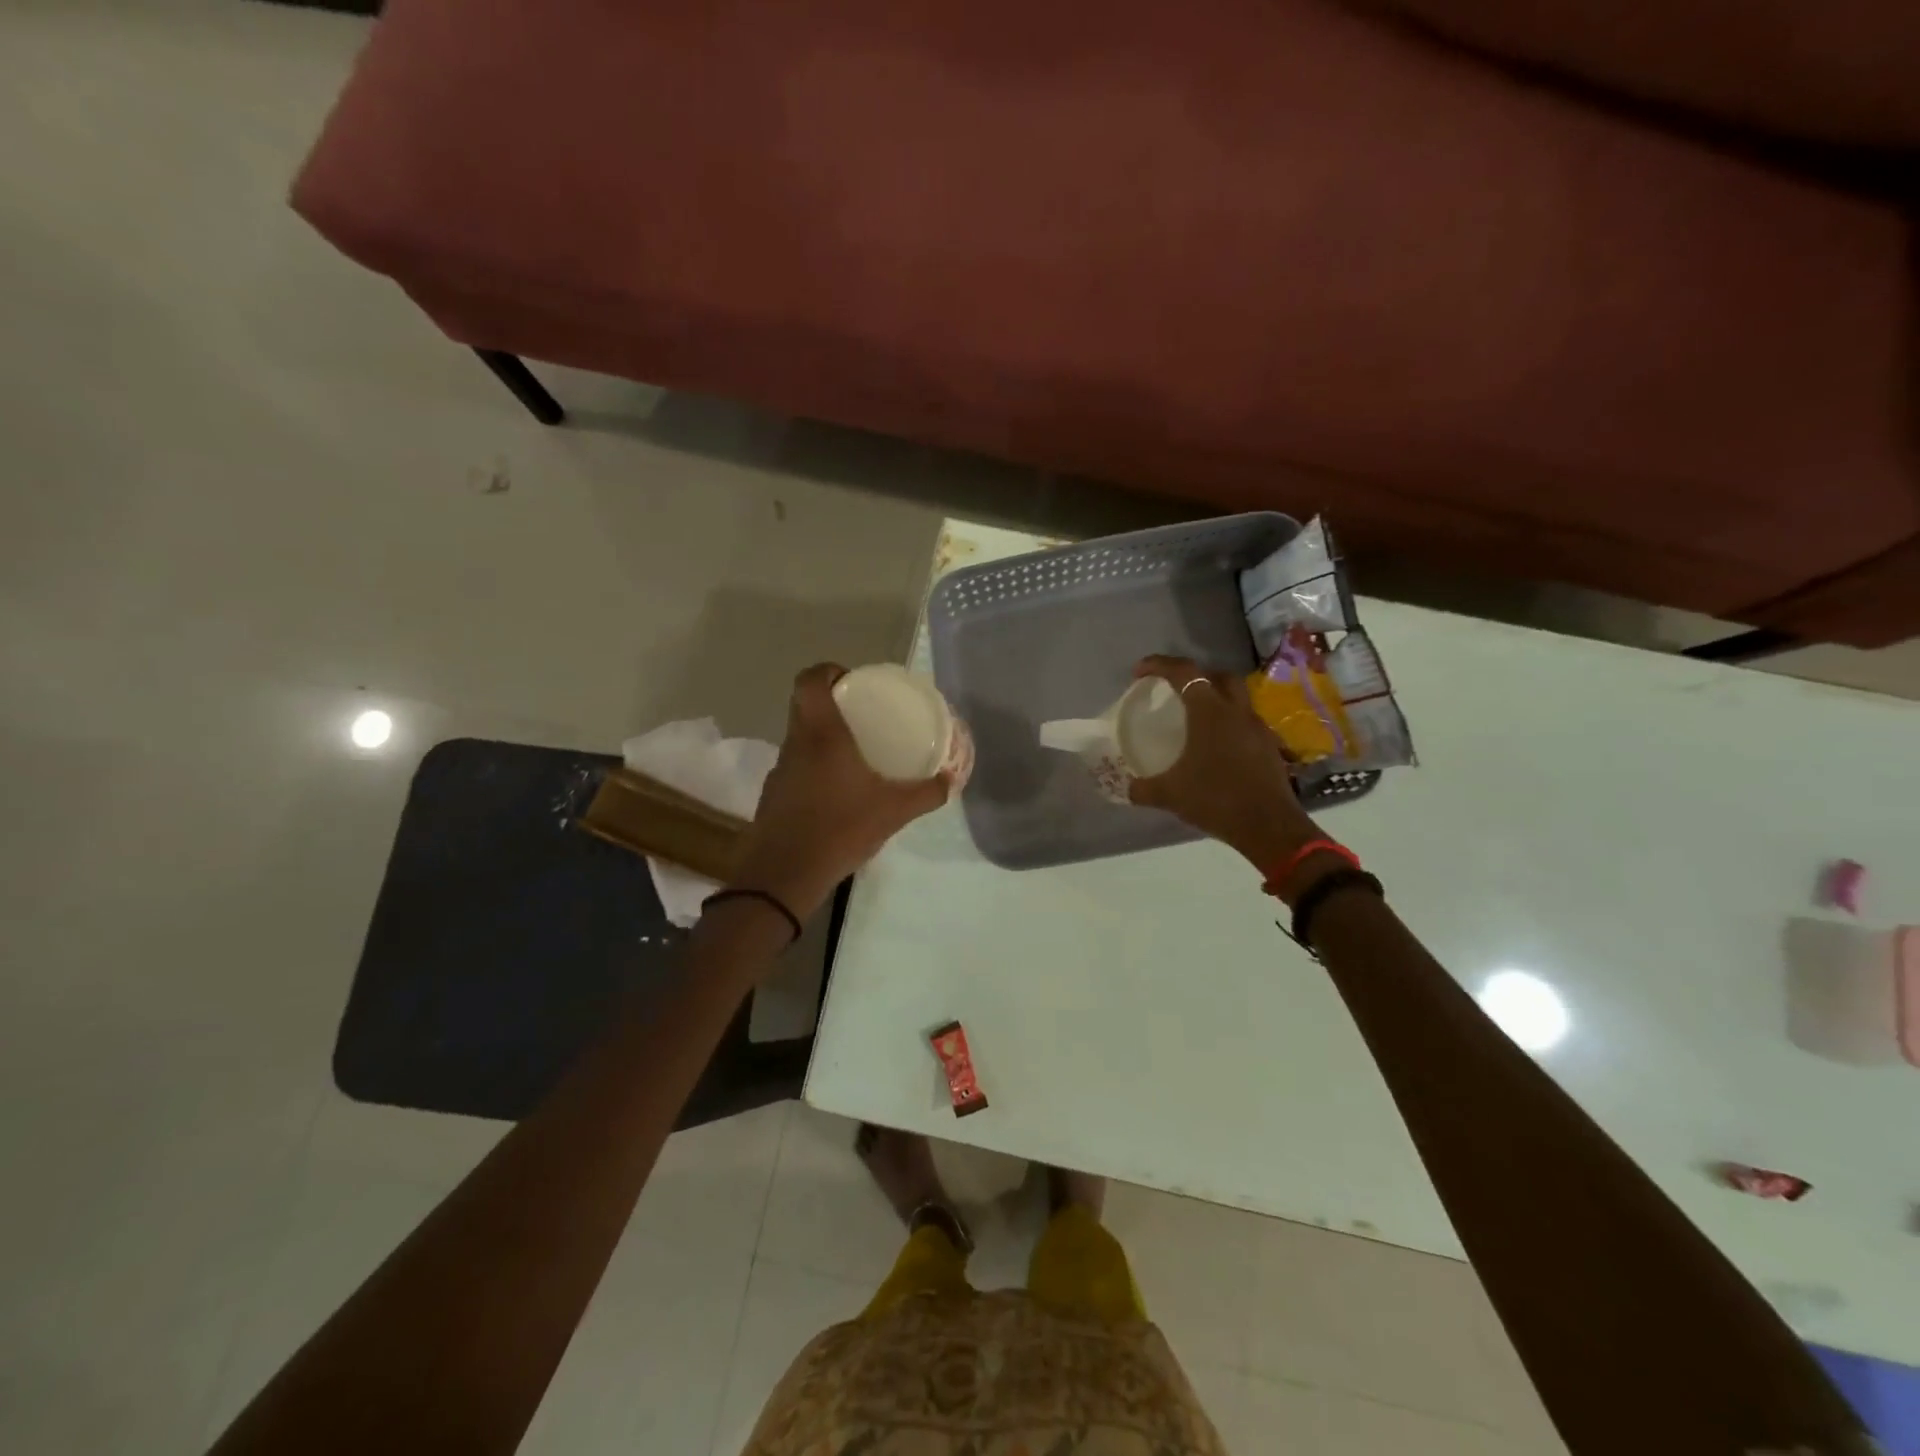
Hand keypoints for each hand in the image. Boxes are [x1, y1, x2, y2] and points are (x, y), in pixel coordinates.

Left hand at [730, 663, 951, 919]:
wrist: (784, 875)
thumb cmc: (840, 829)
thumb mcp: (894, 811)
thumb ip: (926, 793)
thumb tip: (951, 781)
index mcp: (822, 735)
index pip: (810, 680)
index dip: (828, 671)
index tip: (852, 681)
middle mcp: (796, 744)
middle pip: (804, 706)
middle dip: (831, 704)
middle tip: (862, 717)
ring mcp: (780, 770)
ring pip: (799, 738)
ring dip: (822, 739)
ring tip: (854, 756)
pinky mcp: (773, 795)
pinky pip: (796, 768)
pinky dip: (814, 769)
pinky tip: (836, 793)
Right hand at [1127, 654, 1320, 870]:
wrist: (1269, 827)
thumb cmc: (1216, 800)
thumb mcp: (1170, 795)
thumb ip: (1143, 789)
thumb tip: (1125, 788)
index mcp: (1210, 712)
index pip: (1184, 672)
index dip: (1159, 665)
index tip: (1139, 671)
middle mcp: (1236, 712)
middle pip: (1219, 676)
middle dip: (1196, 676)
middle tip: (1176, 691)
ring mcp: (1257, 729)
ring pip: (1237, 699)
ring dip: (1217, 700)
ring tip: (1196, 720)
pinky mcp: (1269, 747)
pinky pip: (1246, 724)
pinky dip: (1230, 725)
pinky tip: (1217, 748)